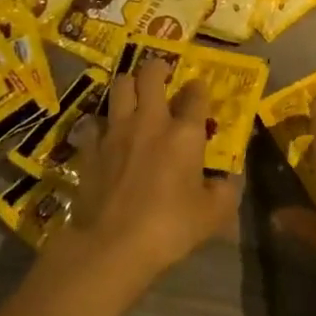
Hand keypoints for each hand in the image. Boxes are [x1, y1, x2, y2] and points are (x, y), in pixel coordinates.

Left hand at [60, 57, 240, 281]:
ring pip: (119, 87)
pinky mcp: (90, 149)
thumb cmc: (169, 227)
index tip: (199, 91)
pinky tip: (106, 135)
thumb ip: (224, 192)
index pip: (196, 94)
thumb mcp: (212, 215)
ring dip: (128, 86)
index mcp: (184, 133)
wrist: (111, 246)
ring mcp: (116, 132)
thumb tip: (225, 182)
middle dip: (157, 68)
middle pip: (150, 75)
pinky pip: (95, 123)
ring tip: (134, 94)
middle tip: (161, 75)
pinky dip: (102, 124)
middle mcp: (150, 122)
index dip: (199, 88)